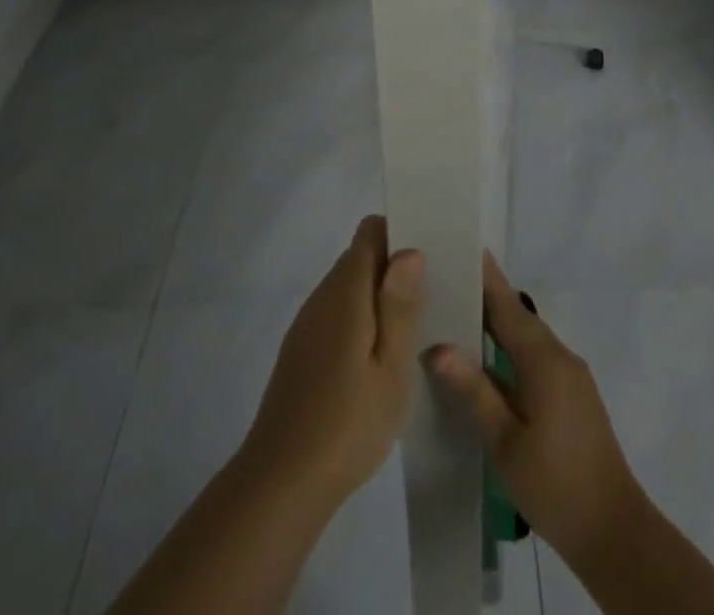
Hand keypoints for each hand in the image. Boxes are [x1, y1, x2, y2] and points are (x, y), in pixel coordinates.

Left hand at [238, 216, 425, 511]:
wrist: (280, 482)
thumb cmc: (347, 424)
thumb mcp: (391, 369)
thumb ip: (400, 306)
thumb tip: (409, 250)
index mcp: (346, 291)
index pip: (370, 232)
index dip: (400, 233)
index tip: (431, 256)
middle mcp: (322, 295)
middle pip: (360, 257)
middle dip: (395, 268)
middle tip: (433, 297)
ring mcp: (308, 323)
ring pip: (349, 287)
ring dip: (379, 296)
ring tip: (414, 329)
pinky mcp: (301, 350)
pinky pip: (337, 314)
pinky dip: (361, 320)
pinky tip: (378, 359)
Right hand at [426, 252, 645, 562]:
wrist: (614, 532)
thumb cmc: (555, 485)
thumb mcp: (505, 441)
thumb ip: (474, 390)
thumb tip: (437, 347)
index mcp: (544, 360)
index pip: (508, 305)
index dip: (486, 275)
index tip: (464, 244)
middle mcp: (560, 356)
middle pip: (518, 316)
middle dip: (486, 296)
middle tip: (447, 279)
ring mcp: (570, 375)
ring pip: (528, 336)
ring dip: (498, 322)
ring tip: (458, 314)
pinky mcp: (573, 395)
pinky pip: (536, 355)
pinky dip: (510, 347)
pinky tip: (487, 360)